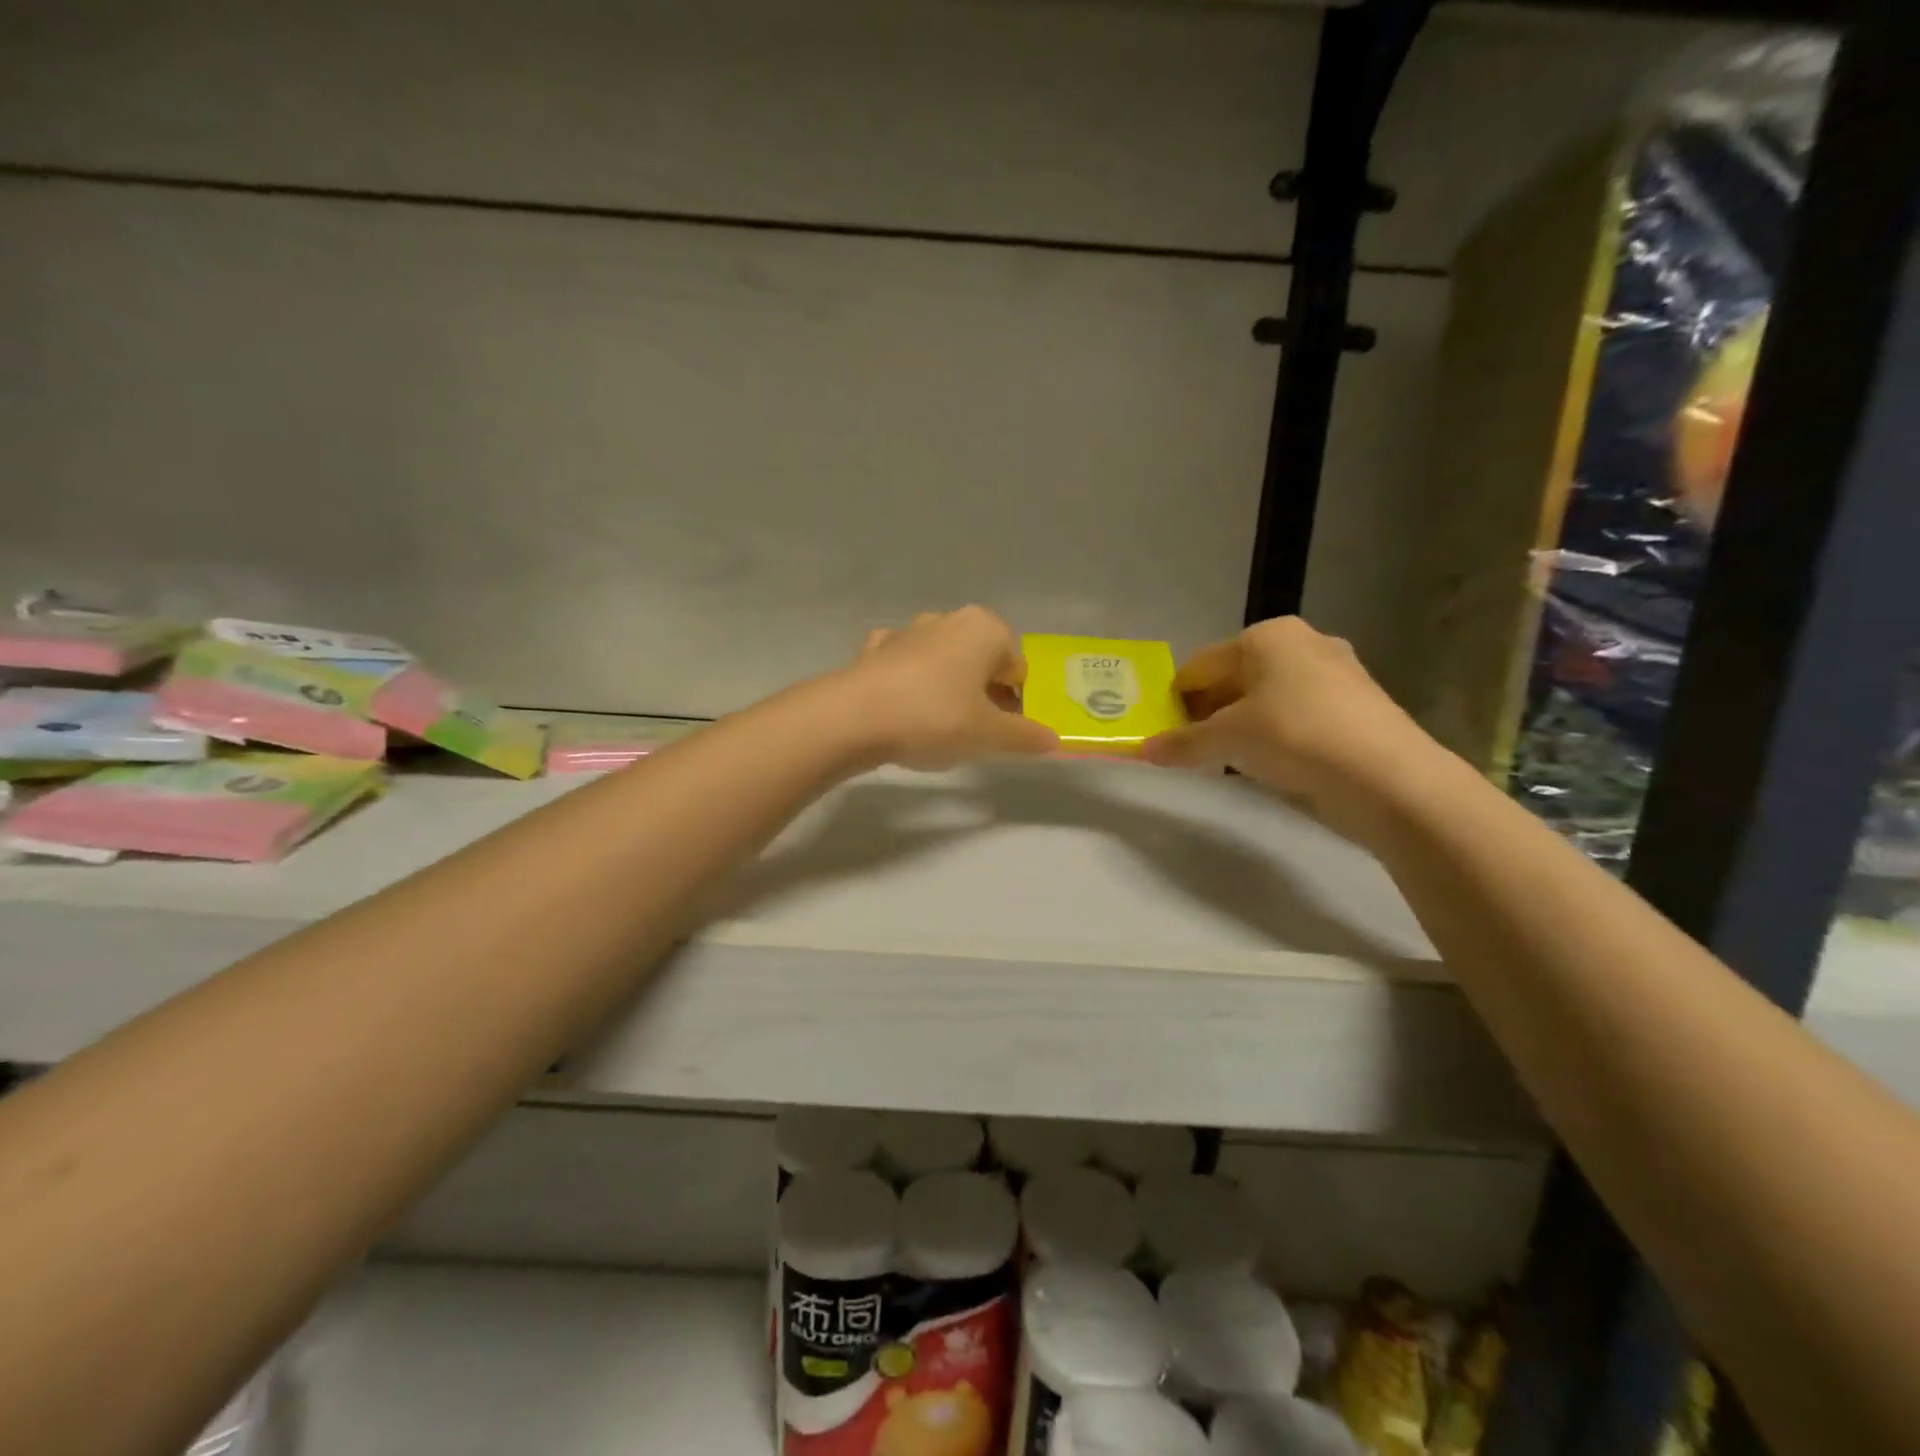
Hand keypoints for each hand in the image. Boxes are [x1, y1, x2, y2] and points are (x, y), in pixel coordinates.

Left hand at [838, 607, 1058, 770]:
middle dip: (983, 692)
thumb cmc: (935, 718)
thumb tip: (1053, 739)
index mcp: (984, 629)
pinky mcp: (874, 650)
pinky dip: (911, 684)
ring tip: (939, 726)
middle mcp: (948, 620)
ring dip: (948, 687)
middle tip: (975, 732)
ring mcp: (907, 631)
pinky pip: (906, 667)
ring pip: (943, 661)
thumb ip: (1025, 736)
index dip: (1017, 701)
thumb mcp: (989, 736)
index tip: (1004, 731)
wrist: (853, 718)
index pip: (1017, 667)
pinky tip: (904, 710)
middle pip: (981, 660)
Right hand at [1141, 617, 1447, 842]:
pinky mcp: (1355, 706)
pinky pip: (1296, 714)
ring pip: (1267, 697)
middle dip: (1209, 711)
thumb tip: (1143, 750)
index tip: (1163, 732)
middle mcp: (1303, 643)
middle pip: (1235, 677)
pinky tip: (1268, 763)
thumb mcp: (1228, 739)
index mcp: (1267, 635)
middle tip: (1189, 747)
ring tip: (1225, 759)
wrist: (1387, 777)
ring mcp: (1335, 673)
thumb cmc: (1295, 736)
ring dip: (1241, 725)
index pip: (1202, 664)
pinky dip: (1275, 734)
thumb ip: (1183, 742)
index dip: (1177, 698)